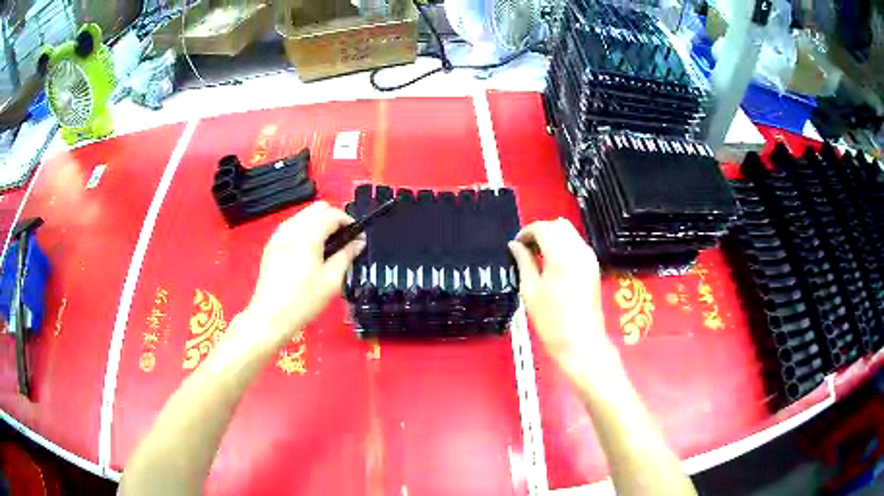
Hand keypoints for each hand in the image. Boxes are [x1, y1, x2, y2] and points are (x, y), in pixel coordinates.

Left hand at [245, 201, 364, 343]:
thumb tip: (359, 242)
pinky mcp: (272, 243)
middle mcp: (292, 229)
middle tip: (343, 238)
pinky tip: (308, 248)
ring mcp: (279, 235)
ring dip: (318, 221)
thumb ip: (346, 255)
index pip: (332, 214)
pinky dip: (304, 228)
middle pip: (317, 208)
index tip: (356, 235)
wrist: (271, 316)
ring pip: (304, 214)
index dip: (348, 220)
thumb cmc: (304, 301)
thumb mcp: (331, 281)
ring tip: (326, 244)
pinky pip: (292, 225)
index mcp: (307, 236)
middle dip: (333, 217)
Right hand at [508, 218, 613, 365]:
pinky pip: (577, 244)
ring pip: (570, 232)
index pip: (543, 228)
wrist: (580, 342)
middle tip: (527, 249)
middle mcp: (579, 251)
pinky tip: (553, 263)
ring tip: (539, 256)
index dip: (526, 232)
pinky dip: (564, 245)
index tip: (516, 245)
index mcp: (561, 255)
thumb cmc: (551, 321)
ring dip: (553, 237)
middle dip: (541, 231)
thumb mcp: (530, 290)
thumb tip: (515, 245)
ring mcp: (589, 258)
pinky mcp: (594, 266)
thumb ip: (523, 262)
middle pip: (558, 225)